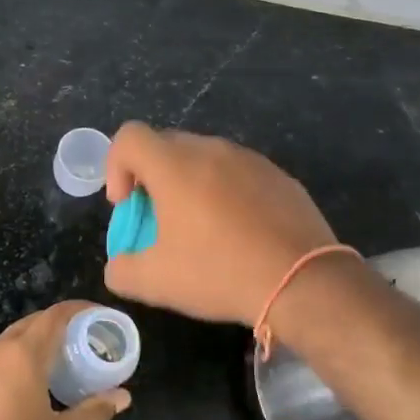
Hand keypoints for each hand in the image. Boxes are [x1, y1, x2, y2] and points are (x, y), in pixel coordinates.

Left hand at [0, 301, 129, 419]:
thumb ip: (95, 411)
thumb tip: (122, 396)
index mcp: (22, 355)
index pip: (54, 316)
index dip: (77, 310)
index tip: (95, 315)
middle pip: (27, 327)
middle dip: (51, 330)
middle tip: (72, 347)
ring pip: (0, 347)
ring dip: (22, 353)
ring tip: (39, 375)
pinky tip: (3, 400)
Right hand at [104, 122, 340, 325]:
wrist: (304, 282)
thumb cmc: (220, 272)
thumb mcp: (156, 282)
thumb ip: (121, 270)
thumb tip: (118, 265)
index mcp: (174, 166)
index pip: (129, 137)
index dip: (115, 166)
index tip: (128, 205)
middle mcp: (210, 150)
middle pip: (165, 145)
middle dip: (151, 177)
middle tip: (159, 219)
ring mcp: (249, 159)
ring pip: (203, 157)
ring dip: (189, 183)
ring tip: (201, 227)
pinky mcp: (278, 175)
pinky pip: (237, 172)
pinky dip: (225, 192)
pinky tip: (239, 232)